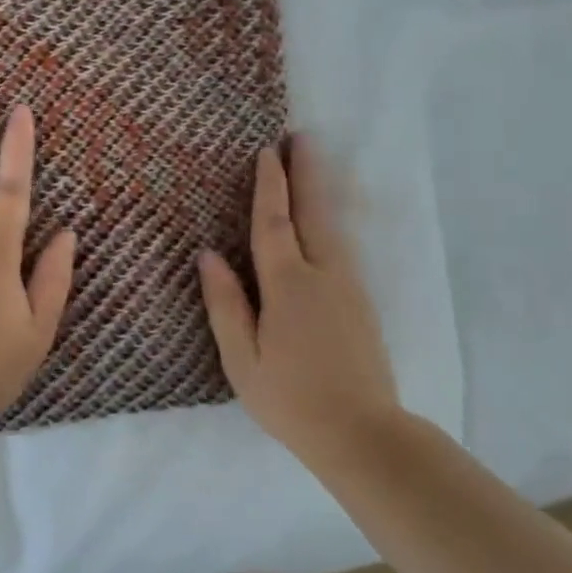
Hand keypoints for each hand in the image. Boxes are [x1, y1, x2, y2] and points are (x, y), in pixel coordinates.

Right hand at [197, 139, 403, 468]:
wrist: (364, 436)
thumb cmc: (290, 399)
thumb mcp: (242, 358)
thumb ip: (225, 304)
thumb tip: (207, 255)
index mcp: (289, 285)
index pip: (273, 223)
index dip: (269, 186)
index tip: (266, 152)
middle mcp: (324, 275)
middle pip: (313, 212)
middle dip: (306, 172)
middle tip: (300, 136)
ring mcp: (349, 287)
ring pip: (333, 226)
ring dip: (320, 191)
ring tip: (311, 163)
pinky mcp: (361, 303)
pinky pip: (341, 246)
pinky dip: (328, 219)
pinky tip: (322, 219)